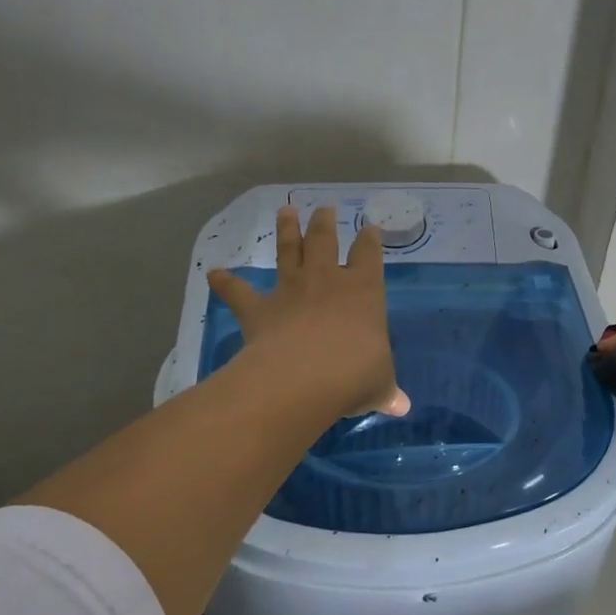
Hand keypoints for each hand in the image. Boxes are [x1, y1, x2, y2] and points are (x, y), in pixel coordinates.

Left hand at [207, 206, 409, 420]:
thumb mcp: (379, 384)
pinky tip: (215, 273)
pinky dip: (226, 283)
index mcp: (364, 290)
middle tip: (325, 207)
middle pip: (325, 240)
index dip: (370, 240)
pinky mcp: (259, 309)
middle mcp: (327, 280)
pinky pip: (239, 292)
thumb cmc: (356, 374)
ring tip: (285, 210)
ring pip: (288, 250)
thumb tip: (401, 406)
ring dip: (286, 230)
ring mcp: (290, 290)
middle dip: (325, 222)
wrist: (305, 377)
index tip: (369, 228)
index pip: (369, 255)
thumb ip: (386, 390)